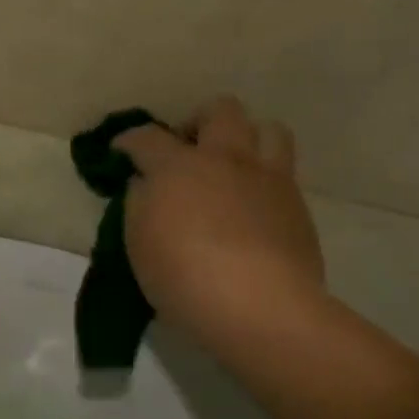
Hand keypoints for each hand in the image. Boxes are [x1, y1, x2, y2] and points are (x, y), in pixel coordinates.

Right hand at [117, 97, 325, 353]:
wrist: (259, 308)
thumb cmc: (183, 276)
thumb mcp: (138, 242)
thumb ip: (139, 203)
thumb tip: (146, 185)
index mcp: (178, 165)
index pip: (147, 137)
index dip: (129, 140)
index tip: (121, 151)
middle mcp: (226, 159)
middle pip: (220, 111)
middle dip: (198, 122)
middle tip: (186, 150)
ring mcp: (268, 179)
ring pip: (268, 129)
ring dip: (245, 138)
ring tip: (229, 166)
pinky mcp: (297, 206)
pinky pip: (283, 173)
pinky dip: (263, 178)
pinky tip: (250, 205)